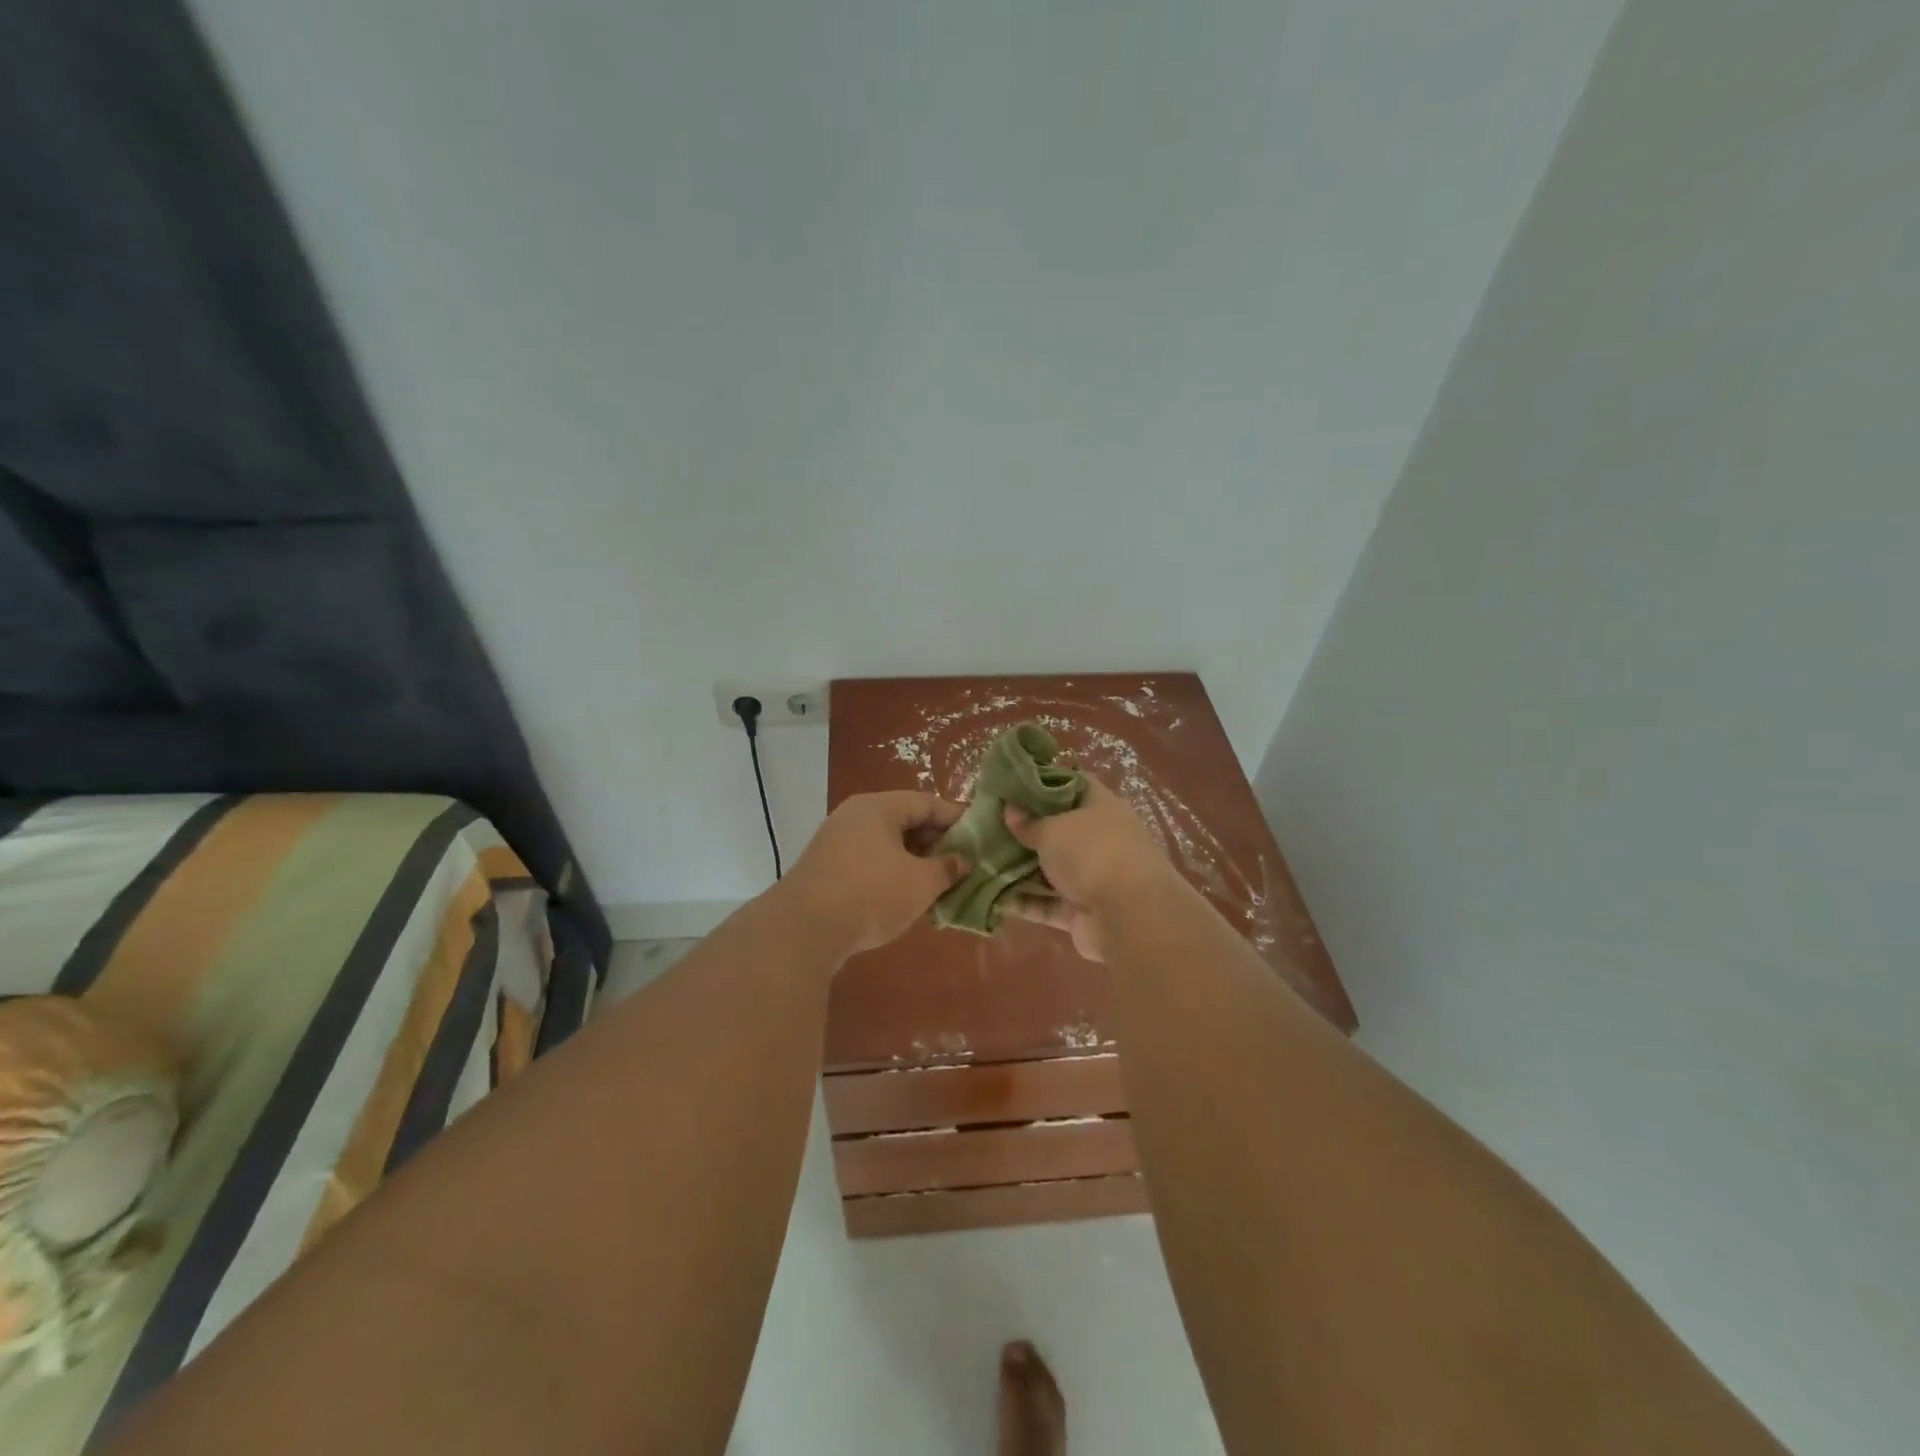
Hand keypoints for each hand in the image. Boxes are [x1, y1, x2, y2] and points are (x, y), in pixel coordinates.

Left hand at [778, 791, 967, 956]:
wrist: (803, 930)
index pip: (927, 802)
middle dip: (936, 843)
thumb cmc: (871, 894)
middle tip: (961, 864)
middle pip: (905, 821)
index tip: (980, 837)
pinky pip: (869, 861)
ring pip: (886, 844)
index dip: (957, 819)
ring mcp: (836, 841)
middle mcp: (855, 815)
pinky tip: (905, 898)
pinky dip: (891, 873)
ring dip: (914, 861)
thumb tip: (962, 861)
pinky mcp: (826, 868)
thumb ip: (947, 868)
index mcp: (879, 807)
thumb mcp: (921, 883)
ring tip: (938, 884)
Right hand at [1003, 777, 1172, 961]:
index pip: (1073, 784)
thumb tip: (1011, 810)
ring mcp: (1093, 876)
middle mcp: (1099, 838)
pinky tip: (994, 898)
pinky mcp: (1082, 911)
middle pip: (1059, 829)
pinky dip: (1025, 902)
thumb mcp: (1053, 829)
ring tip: (983, 862)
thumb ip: (1029, 822)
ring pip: (1051, 868)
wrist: (1129, 916)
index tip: (1012, 786)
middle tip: (988, 826)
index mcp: (1100, 806)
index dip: (1044, 783)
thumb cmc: (1091, 853)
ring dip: (1021, 869)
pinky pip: (1048, 903)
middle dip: (1026, 830)